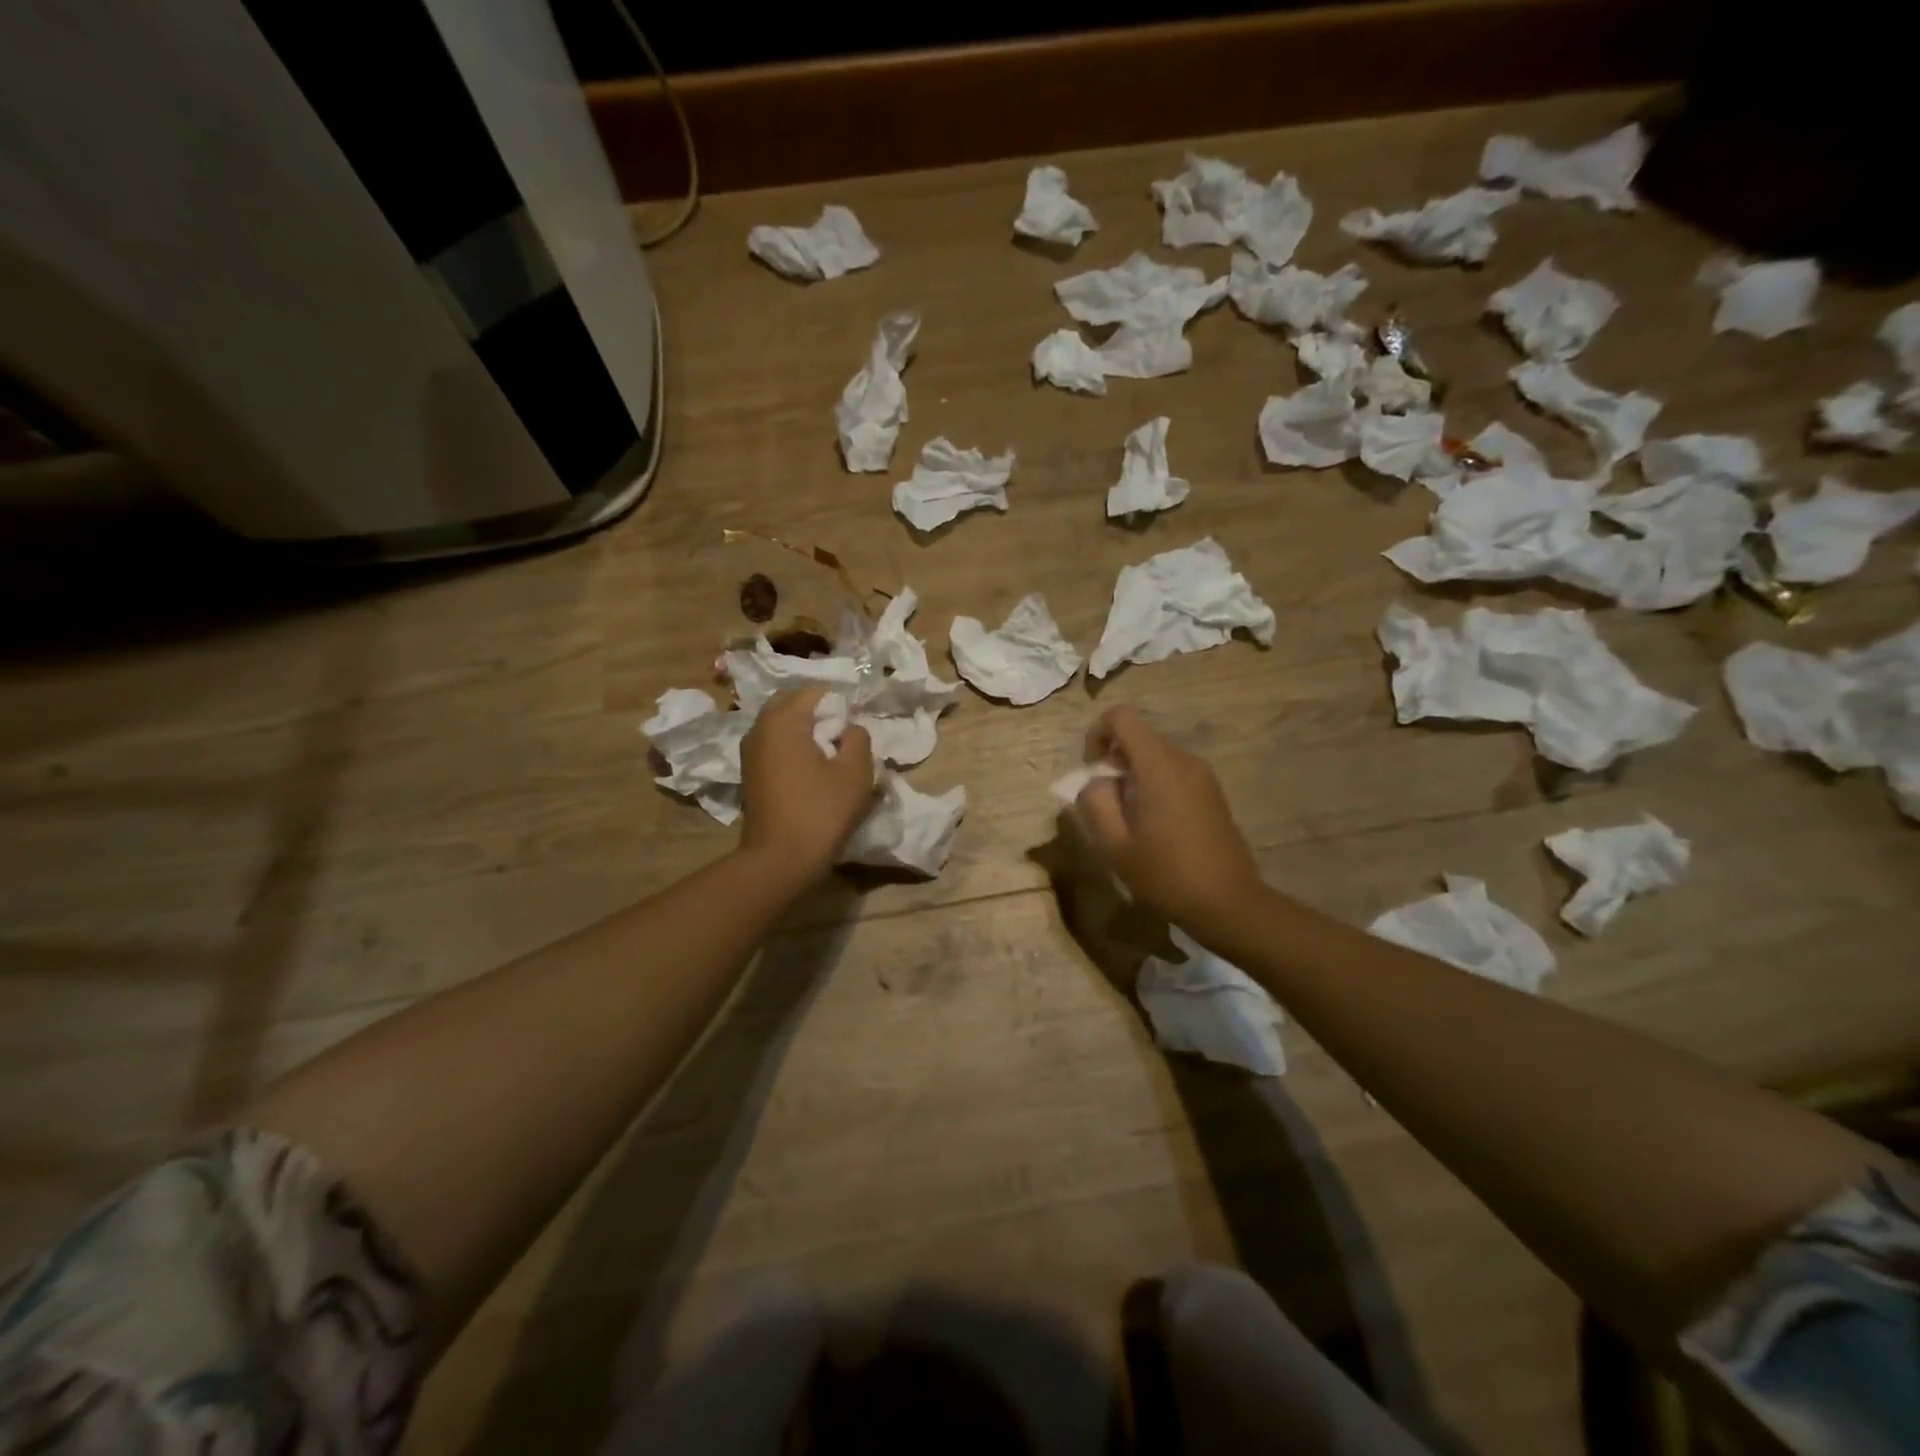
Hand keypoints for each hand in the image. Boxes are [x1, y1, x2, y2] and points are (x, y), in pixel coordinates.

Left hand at [739, 690, 875, 884]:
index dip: (839, 703)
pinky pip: (773, 745)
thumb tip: (849, 728)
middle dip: (817, 711)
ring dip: (803, 729)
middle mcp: (760, 728)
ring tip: (829, 750)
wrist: (780, 859)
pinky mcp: (749, 773)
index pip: (814, 692)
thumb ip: (858, 738)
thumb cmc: (821, 811)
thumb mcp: (856, 772)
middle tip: (842, 732)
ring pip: (779, 725)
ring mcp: (749, 751)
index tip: (855, 724)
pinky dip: (791, 746)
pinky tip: (811, 767)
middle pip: (791, 704)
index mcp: (784, 720)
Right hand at [1070, 707, 1264, 930]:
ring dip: (1132, 777)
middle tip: (1106, 805)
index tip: (1091, 771)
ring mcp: (1203, 776)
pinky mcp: (1212, 794)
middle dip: (1113, 761)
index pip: (1121, 717)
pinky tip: (1154, 828)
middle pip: (1138, 737)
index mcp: (1159, 765)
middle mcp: (1184, 760)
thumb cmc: (1166, 875)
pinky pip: (1173, 773)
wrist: (1229, 904)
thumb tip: (1093, 782)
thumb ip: (1094, 803)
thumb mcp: (1114, 845)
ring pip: (1155, 757)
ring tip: (1128, 821)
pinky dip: (1154, 787)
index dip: (1097, 734)